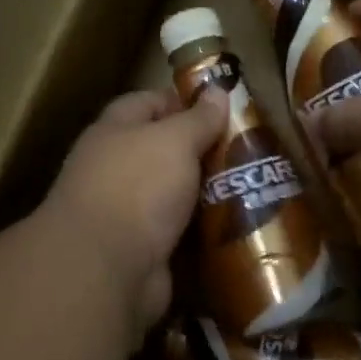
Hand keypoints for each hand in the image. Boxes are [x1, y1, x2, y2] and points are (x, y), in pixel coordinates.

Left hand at [43, 87, 226, 338]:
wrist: (105, 268)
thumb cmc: (137, 187)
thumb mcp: (174, 140)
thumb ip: (197, 118)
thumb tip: (216, 91)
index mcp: (114, 132)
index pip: (148, 103)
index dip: (184, 101)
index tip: (224, 108)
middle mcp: (116, 169)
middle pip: (164, 151)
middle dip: (204, 151)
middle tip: (251, 151)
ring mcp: (127, 212)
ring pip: (176, 195)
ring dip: (208, 194)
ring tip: (255, 188)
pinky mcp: (142, 250)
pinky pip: (180, 233)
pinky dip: (204, 232)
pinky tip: (238, 227)